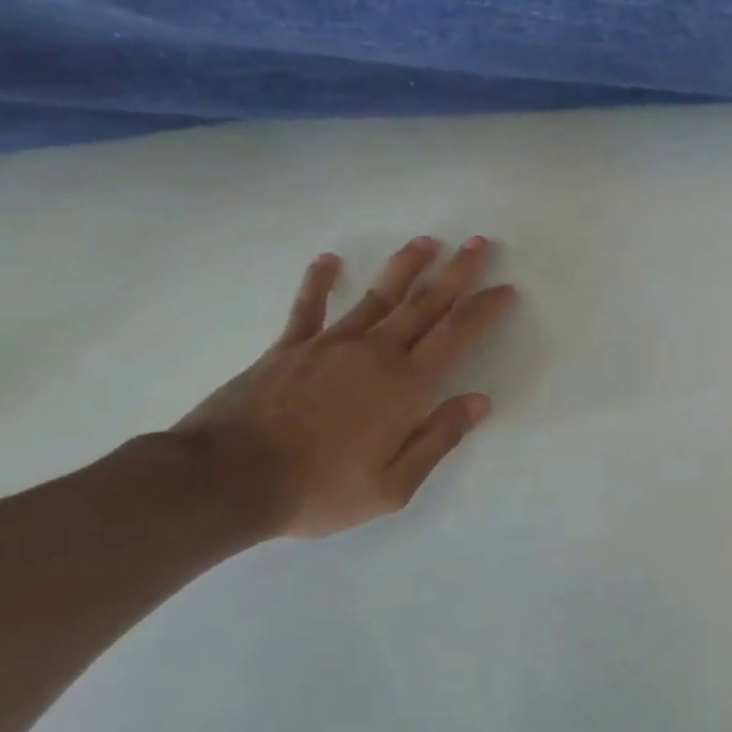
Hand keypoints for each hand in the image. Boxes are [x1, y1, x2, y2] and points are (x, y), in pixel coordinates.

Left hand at [173, 236, 515, 538]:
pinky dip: (320, 282)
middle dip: (456, 272)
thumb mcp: (393, 486)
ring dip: (406, 267)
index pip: (457, 335)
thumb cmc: (319, 489)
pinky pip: (309, 307)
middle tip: (476, 243)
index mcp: (406, 385)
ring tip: (426, 242)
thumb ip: (439, 439)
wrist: (226, 481)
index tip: (504, 289)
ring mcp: (330, 345)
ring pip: (378, 296)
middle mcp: (375, 353)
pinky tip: (329, 260)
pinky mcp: (288, 348)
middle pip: (425, 304)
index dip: (485, 309)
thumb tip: (480, 402)